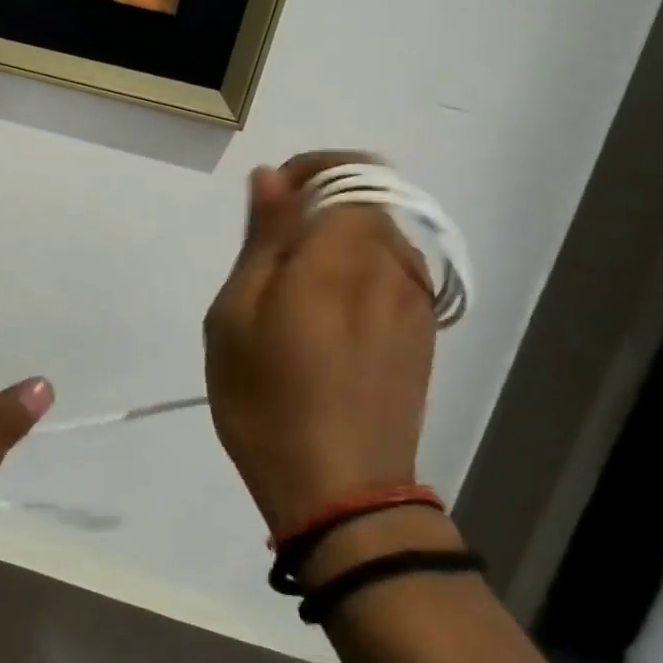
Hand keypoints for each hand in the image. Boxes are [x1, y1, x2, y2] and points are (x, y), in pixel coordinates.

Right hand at [204, 153, 438, 537]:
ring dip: (339, 236)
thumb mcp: (238, 312)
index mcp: (343, 254)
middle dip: (319, 202)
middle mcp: (393, 266)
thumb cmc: (267, 399)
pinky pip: (394, 271)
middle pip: (369, 198)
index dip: (309, 169)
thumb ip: (264, 236)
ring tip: (294, 285)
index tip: (271, 196)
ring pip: (382, 234)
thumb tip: (273, 177)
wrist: (341, 493)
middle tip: (271, 249)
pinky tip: (326, 315)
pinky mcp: (424, 334)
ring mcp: (416, 302)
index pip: (350, 170)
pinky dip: (360, 267)